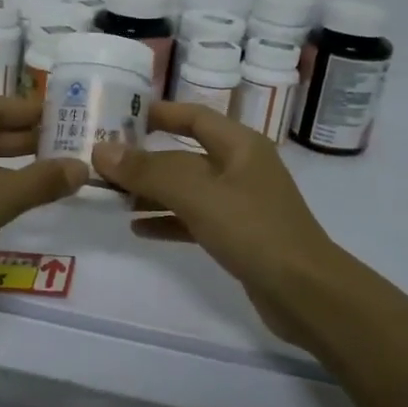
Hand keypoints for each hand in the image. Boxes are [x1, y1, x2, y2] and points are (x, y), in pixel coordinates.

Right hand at [93, 103, 342, 345]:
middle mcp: (240, 168)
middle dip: (145, 159)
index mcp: (240, 146)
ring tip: (111, 197)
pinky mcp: (237, 236)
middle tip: (102, 162)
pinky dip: (167, 220)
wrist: (306, 294)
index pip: (194, 116)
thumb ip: (149, 171)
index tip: (119, 115)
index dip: (159, 112)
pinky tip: (137, 228)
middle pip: (184, 155)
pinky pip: (193, 219)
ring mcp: (240, 204)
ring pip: (186, 189)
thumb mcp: (198, 195)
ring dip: (151, 192)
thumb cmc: (254, 231)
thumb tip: (101, 150)